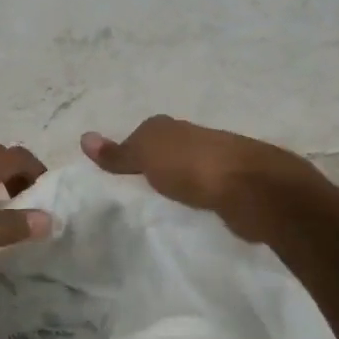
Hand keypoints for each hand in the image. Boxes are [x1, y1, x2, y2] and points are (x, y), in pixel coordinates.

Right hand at [82, 115, 323, 240]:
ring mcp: (222, 162)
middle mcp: (197, 138)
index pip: (145, 133)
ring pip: (192, 170)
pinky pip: (209, 191)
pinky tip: (194, 211)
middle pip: (170, 150)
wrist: (254, 190)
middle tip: (137, 189)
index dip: (132, 149)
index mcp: (173, 127)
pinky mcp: (238, 188)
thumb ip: (118, 153)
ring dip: (181, 182)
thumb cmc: (193, 167)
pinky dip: (200, 198)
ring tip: (163, 204)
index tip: (119, 172)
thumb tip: (84, 137)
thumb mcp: (146, 156)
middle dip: (158, 164)